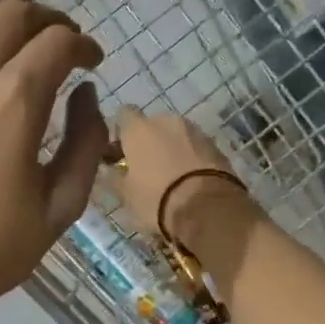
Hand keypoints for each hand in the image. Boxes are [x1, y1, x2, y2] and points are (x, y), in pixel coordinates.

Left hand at [0, 0, 108, 323]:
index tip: (90, 60)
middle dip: (46, 18)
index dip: (83, 44)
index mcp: (13, 102)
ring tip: (7, 19)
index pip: (58, 42)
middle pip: (12, 11)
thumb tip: (88, 94)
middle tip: (55, 38)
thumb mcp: (59, 209)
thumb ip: (86, 144)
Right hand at [114, 107, 247, 245]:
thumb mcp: (126, 195)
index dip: (120, 133)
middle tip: (145, 168)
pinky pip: (195, 148)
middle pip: (152, 125)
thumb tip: (108, 170)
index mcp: (139, 129)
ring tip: (170, 177)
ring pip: (176, 136)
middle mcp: (167, 121)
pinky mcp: (216, 146)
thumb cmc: (156, 199)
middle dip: (148, 142)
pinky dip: (190, 158)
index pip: (123, 115)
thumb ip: (113, 178)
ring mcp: (195, 131)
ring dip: (170, 149)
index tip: (119, 154)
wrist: (207, 208)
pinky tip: (189, 180)